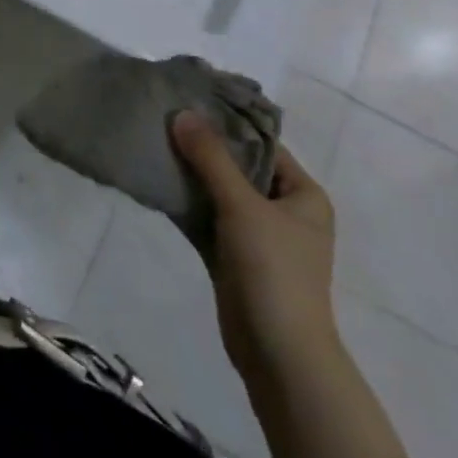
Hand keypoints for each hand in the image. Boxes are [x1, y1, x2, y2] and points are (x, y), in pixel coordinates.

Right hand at [172, 111, 339, 380]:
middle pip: (239, 168)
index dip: (229, 124)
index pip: (264, 145)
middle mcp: (284, 211)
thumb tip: (182, 113)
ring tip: (155, 146)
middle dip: (204, 149)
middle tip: (165, 121)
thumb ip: (211, 158)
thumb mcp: (242, 205)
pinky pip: (208, 220)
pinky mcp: (234, 258)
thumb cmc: (274, 270)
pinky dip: (187, 205)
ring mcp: (259, 237)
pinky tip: (157, 185)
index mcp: (303, 195)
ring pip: (220, 194)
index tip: (190, 103)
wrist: (278, 354)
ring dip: (191, 176)